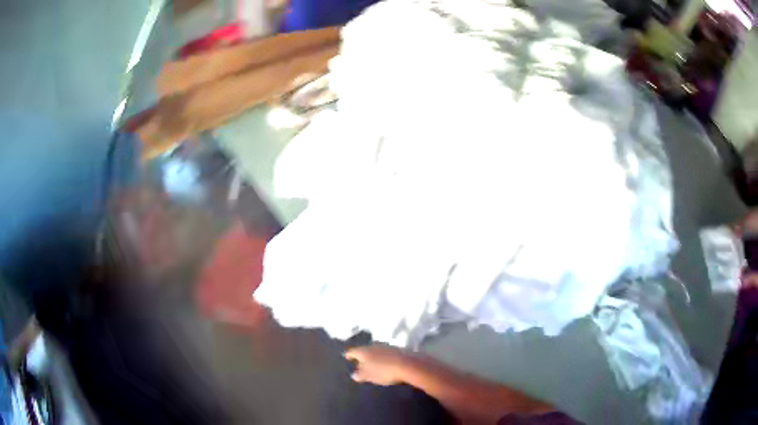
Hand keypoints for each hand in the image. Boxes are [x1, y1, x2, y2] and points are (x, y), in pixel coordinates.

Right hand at [344, 344, 411, 385]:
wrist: (409, 364)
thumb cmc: (384, 371)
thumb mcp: (369, 376)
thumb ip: (360, 375)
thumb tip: (354, 374)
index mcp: (364, 351)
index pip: (353, 351)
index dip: (349, 355)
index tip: (346, 357)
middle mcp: (374, 345)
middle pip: (365, 350)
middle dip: (362, 356)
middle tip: (359, 363)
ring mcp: (387, 346)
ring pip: (376, 351)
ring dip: (374, 357)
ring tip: (373, 365)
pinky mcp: (398, 349)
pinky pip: (386, 354)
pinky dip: (383, 358)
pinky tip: (385, 364)